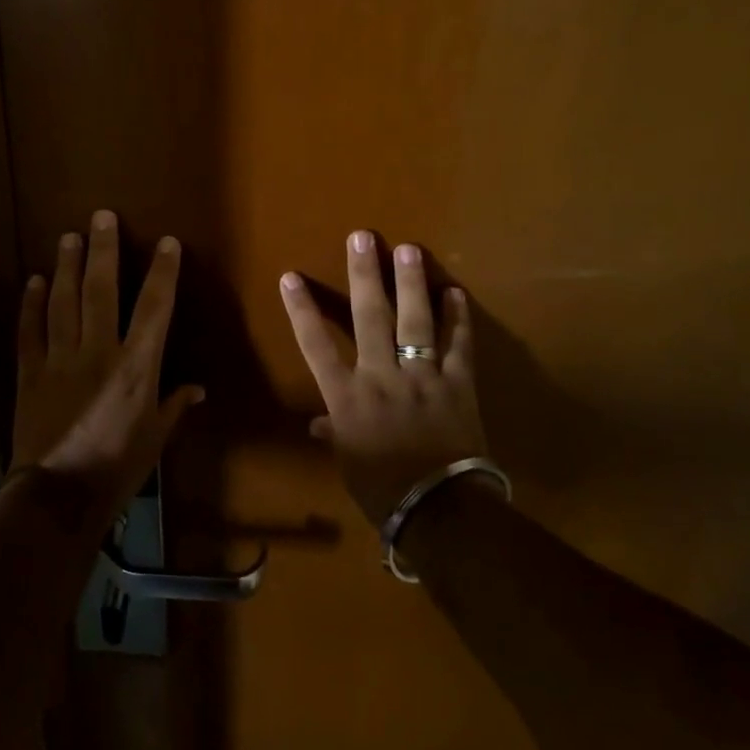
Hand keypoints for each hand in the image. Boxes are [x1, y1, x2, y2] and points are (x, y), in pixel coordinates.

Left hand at [10, 210, 203, 524]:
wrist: (59, 495)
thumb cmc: (117, 468)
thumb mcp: (155, 438)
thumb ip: (174, 406)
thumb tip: (197, 389)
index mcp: (136, 367)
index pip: (154, 309)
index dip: (162, 273)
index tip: (166, 243)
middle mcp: (98, 351)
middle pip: (101, 291)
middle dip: (104, 250)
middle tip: (102, 217)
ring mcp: (60, 359)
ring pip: (63, 302)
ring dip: (67, 266)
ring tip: (69, 237)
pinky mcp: (31, 371)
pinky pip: (30, 330)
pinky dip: (32, 304)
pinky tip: (35, 280)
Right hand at [279, 231, 487, 524]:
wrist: (441, 512)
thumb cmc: (383, 490)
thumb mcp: (349, 462)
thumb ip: (334, 434)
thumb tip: (317, 424)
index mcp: (347, 397)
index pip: (316, 346)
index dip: (302, 310)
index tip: (291, 277)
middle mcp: (381, 377)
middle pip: (369, 318)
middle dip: (363, 275)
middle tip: (362, 238)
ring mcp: (422, 378)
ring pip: (415, 322)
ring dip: (411, 284)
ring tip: (408, 249)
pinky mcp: (458, 385)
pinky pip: (459, 347)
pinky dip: (458, 320)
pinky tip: (456, 293)